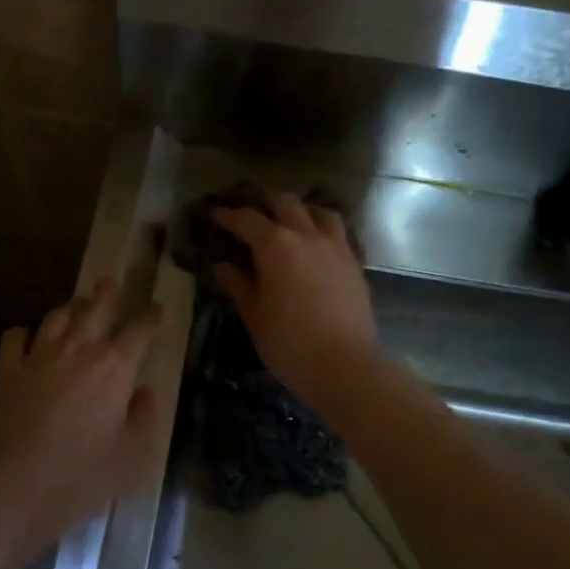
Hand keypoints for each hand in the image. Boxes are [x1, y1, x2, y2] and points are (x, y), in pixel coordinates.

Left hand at [0, 278, 163, 547]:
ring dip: (70, 306)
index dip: (151, 318)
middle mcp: (78, 351)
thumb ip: (145, 418)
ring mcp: (38, 357)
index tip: (158, 309)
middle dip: (107, 295)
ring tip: (77, 303)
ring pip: (57, 317)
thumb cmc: (82, 475)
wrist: (14, 487)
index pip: (139, 332)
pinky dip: (24, 333)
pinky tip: (27, 337)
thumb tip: (145, 393)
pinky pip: (15, 338)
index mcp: (114, 368)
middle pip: (95, 309)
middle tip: (111, 282)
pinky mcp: (7, 372)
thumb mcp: (132, 456)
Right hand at [210, 192, 376, 409]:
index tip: (215, 213)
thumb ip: (238, 286)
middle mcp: (307, 236)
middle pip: (285, 203)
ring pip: (319, 212)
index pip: (247, 220)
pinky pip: (338, 233)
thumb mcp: (255, 316)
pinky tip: (317, 245)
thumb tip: (223, 267)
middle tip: (251, 212)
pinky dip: (323, 229)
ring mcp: (336, 247)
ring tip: (290, 220)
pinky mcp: (354, 264)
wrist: (345, 365)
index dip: (228, 215)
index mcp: (276, 246)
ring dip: (301, 210)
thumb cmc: (289, 343)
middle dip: (265, 202)